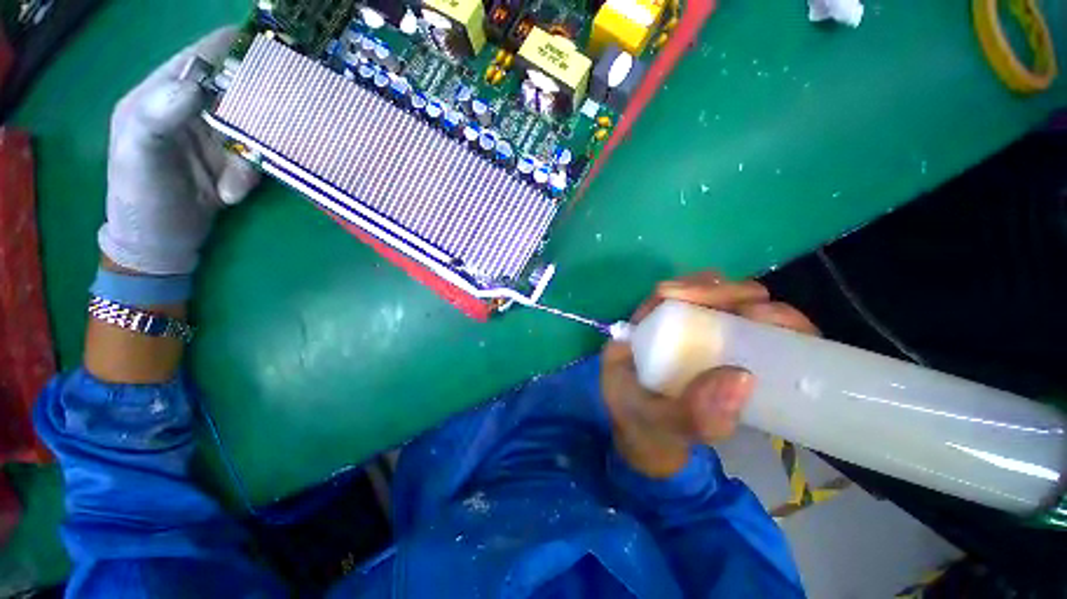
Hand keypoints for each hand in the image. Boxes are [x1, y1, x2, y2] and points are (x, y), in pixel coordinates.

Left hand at [98, 28, 258, 274]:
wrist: (160, 243)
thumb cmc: (139, 199)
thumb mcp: (138, 157)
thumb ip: (158, 115)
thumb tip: (195, 85)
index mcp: (161, 93)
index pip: (203, 56)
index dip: (236, 50)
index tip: (274, 57)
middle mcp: (191, 107)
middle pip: (238, 90)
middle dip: (258, 109)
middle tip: (279, 125)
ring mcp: (215, 134)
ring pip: (254, 128)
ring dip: (251, 157)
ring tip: (234, 186)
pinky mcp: (232, 159)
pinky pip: (257, 157)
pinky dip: (251, 176)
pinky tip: (233, 195)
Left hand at [601, 272, 818, 477]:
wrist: (654, 457)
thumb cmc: (646, 436)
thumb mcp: (661, 426)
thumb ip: (693, 412)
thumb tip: (744, 376)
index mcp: (636, 338)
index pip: (661, 299)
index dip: (693, 288)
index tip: (730, 299)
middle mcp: (660, 332)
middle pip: (695, 298)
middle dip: (732, 294)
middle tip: (765, 310)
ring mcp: (686, 343)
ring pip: (719, 311)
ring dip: (754, 308)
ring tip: (787, 324)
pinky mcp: (710, 357)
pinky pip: (736, 333)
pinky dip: (763, 329)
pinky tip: (786, 339)